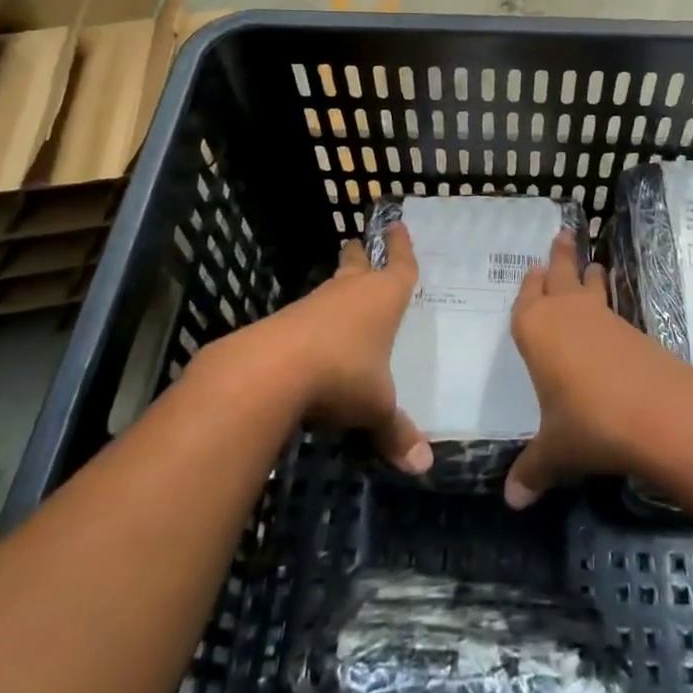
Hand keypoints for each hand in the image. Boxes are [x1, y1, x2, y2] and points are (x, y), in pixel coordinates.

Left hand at [272, 224, 431, 475]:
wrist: (269, 371)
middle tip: (358, 244)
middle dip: (361, 255)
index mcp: (383, 299)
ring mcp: (313, 305)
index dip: (402, 247)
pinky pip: (306, 316)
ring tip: (341, 293)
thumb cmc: (342, 376)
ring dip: (336, 289)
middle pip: (357, 264)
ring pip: (330, 289)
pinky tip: (312, 340)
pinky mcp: (282, 323)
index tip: (396, 225)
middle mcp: (350, 293)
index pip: (400, 266)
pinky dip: (312, 322)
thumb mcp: (376, 407)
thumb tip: (423, 466)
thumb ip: (396, 432)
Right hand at [504, 230, 692, 509]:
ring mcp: (602, 318)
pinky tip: (611, 314)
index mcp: (535, 331)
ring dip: (589, 274)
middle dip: (561, 256)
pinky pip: (612, 307)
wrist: (657, 411)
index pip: (527, 298)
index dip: (530, 285)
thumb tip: (512, 501)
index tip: (533, 268)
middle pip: (560, 276)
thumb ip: (532, 471)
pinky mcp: (632, 330)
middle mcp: (565, 314)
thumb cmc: (588, 423)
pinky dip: (609, 303)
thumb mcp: (555, 451)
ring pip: (591, 286)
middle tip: (564, 234)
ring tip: (593, 264)